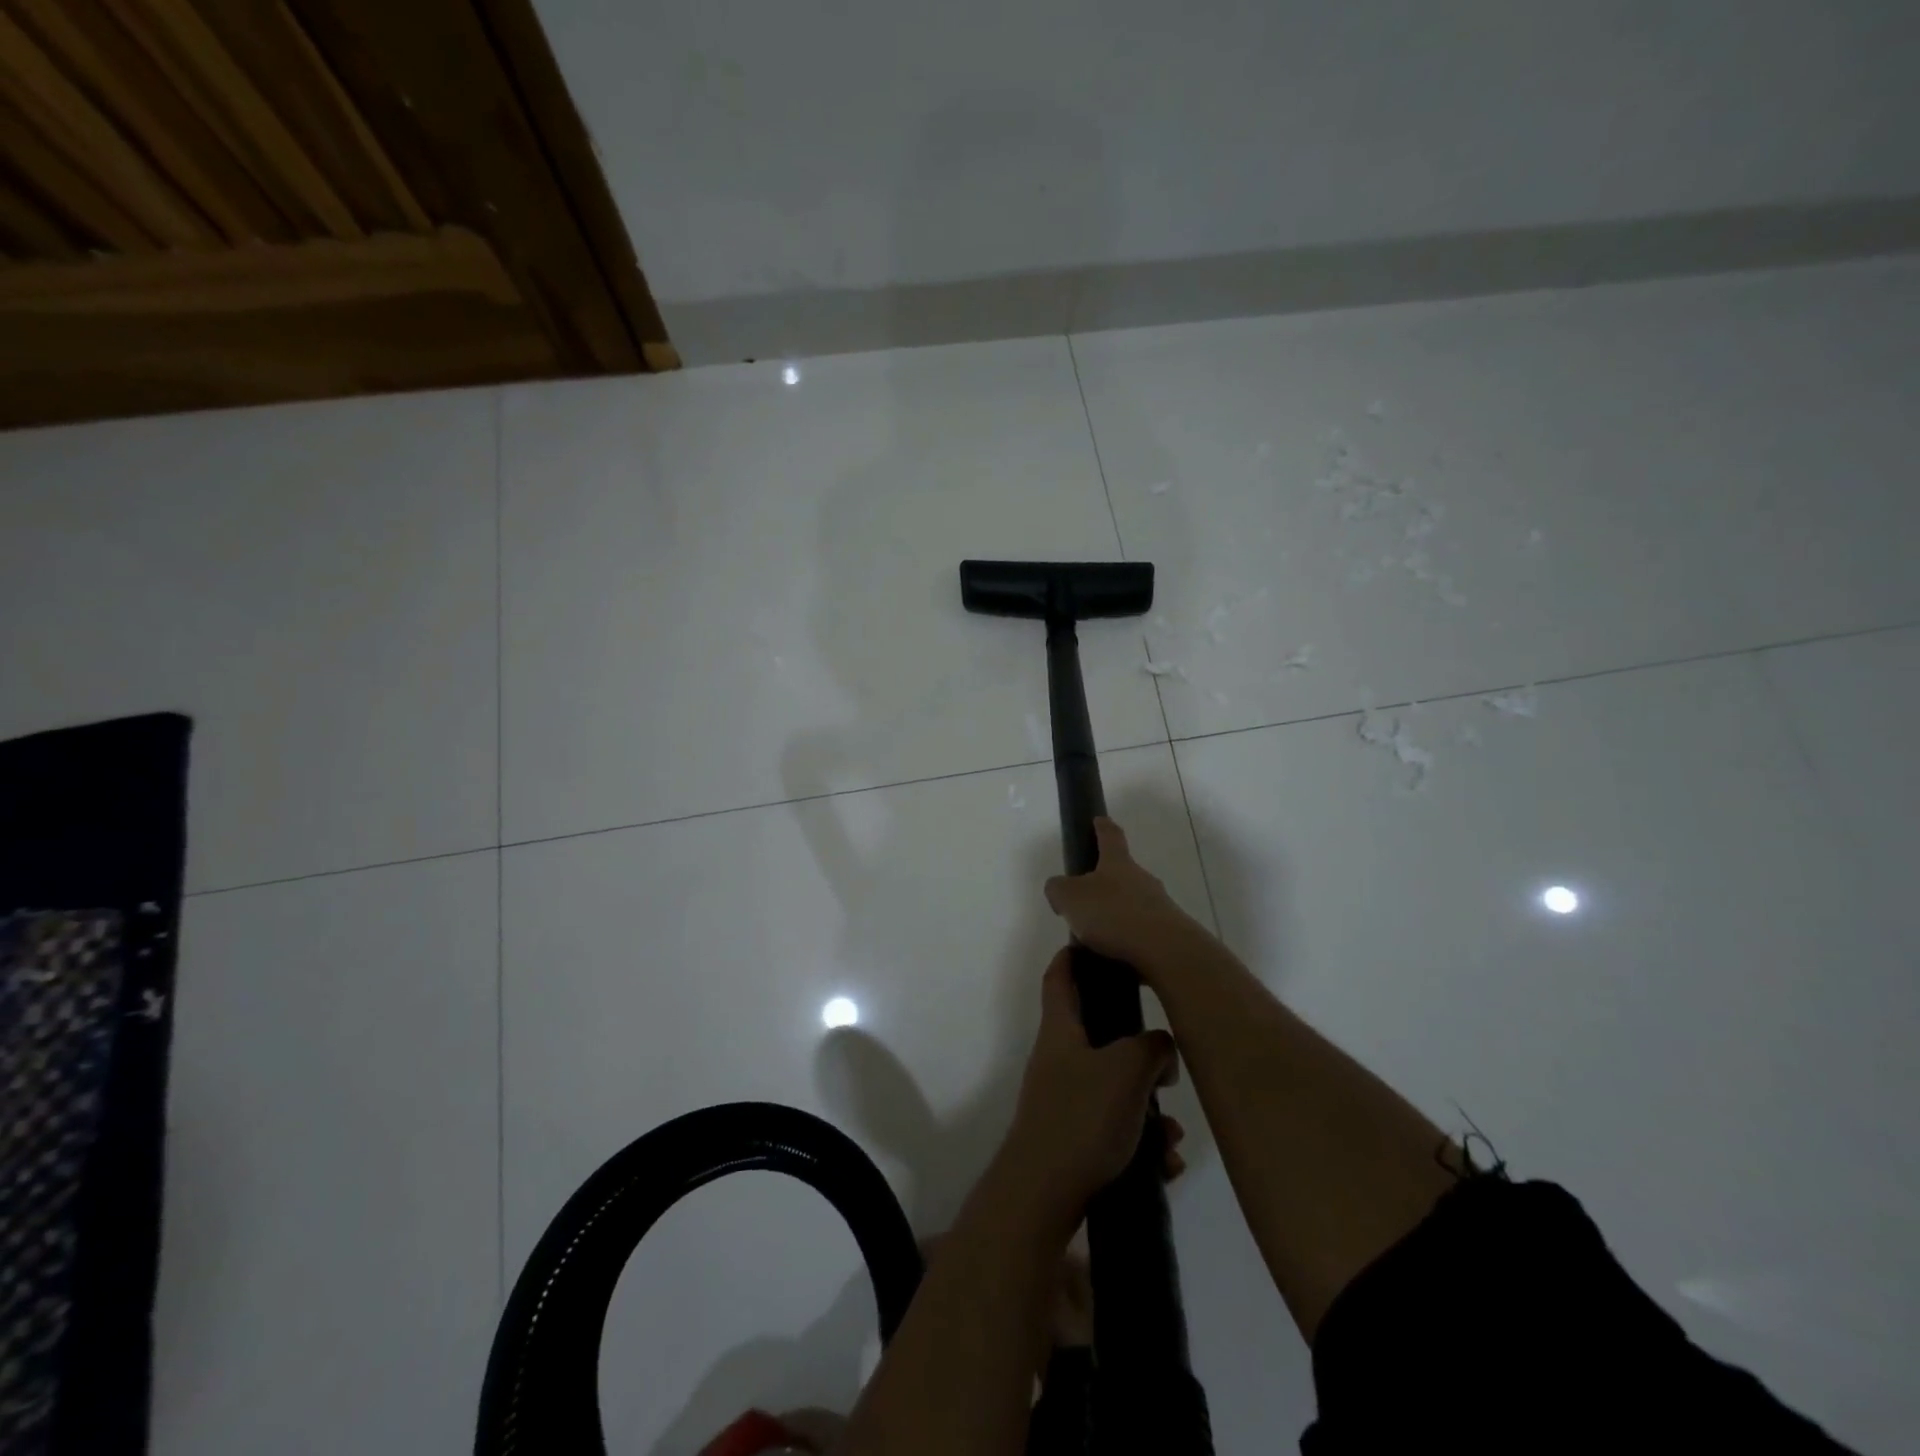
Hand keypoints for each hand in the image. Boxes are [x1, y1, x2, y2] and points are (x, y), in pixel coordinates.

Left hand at [1000, 948, 1178, 1221]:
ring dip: (1148, 1106)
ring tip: (1172, 1132)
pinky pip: (1115, 1129)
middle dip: (1137, 1047)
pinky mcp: (1074, 1140)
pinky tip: (1165, 1162)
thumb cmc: (1081, 1118)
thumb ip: (1152, 1046)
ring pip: (1114, 1088)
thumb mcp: (1127, 1070)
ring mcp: (1064, 1101)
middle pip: (1097, 1034)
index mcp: (1061, 1030)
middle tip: (1166, 1058)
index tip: (1094, 941)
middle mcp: (1059, 1060)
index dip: (1073, 955)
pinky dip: (1141, 1141)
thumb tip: (1160, 1046)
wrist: (1044, 1196)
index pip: (1060, 977)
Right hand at [1043, 817, 1205, 973]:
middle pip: (1122, 872)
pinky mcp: (1167, 934)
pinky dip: (1126, 939)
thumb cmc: (1112, 914)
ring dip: (1115, 914)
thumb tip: (1059, 888)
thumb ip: (1058, 889)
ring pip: (1131, 903)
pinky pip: (1140, 931)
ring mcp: (1158, 906)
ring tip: (1094, 937)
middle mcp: (1141, 878)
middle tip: (1084, 898)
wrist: (1165, 951)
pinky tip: (1112, 956)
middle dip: (1105, 881)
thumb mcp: (1070, 898)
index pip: (1110, 835)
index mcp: (1117, 863)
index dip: (1102, 826)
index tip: (1098, 819)